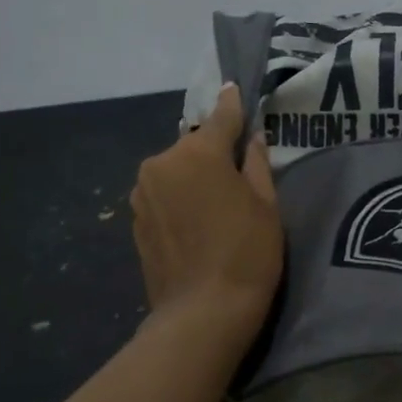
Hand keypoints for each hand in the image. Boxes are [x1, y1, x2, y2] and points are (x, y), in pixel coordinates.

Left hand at [131, 84, 283, 337]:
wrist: (203, 313)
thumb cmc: (247, 253)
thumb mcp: (266, 205)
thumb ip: (256, 163)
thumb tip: (251, 138)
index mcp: (198, 153)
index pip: (221, 118)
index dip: (232, 104)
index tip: (234, 88)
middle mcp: (162, 163)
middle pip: (194, 146)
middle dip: (213, 152)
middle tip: (237, 173)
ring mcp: (143, 192)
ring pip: (176, 170)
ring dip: (194, 176)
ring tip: (216, 203)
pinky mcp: (135, 219)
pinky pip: (163, 195)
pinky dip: (179, 198)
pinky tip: (197, 222)